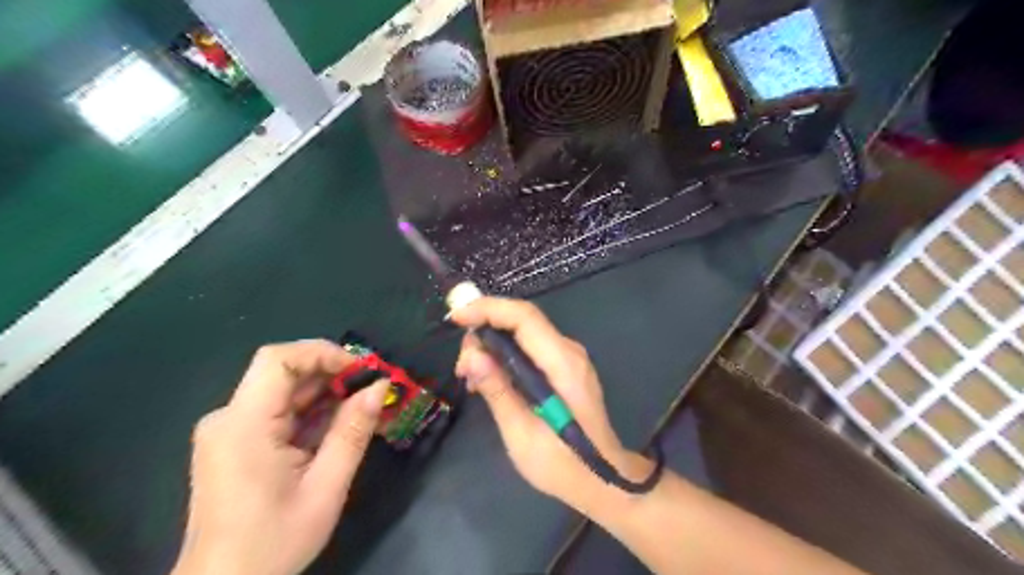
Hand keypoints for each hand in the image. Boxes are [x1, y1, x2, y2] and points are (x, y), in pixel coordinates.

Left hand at [171, 338, 386, 574]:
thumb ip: (352, 432)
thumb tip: (379, 386)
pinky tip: (336, 428)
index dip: (322, 353)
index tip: (361, 370)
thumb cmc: (273, 542)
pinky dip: (310, 413)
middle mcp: (228, 418)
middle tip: (372, 389)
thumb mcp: (325, 488)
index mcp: (243, 425)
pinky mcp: (233, 443)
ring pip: (282, 391)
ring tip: (362, 409)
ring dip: (324, 394)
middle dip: (331, 375)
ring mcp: (228, 431)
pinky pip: (276, 412)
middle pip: (282, 373)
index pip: (278, 359)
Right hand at [452, 298, 650, 508]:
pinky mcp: (564, 368)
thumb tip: (471, 355)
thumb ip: (498, 391)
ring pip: (524, 334)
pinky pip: (530, 349)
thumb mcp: (522, 433)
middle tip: (461, 366)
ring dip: (493, 345)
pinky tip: (490, 380)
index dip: (488, 309)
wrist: (602, 478)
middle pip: (522, 322)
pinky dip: (505, 356)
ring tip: (470, 377)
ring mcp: (569, 358)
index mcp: (562, 363)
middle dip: (485, 331)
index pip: (524, 317)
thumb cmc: (562, 463)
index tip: (457, 318)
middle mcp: (569, 351)